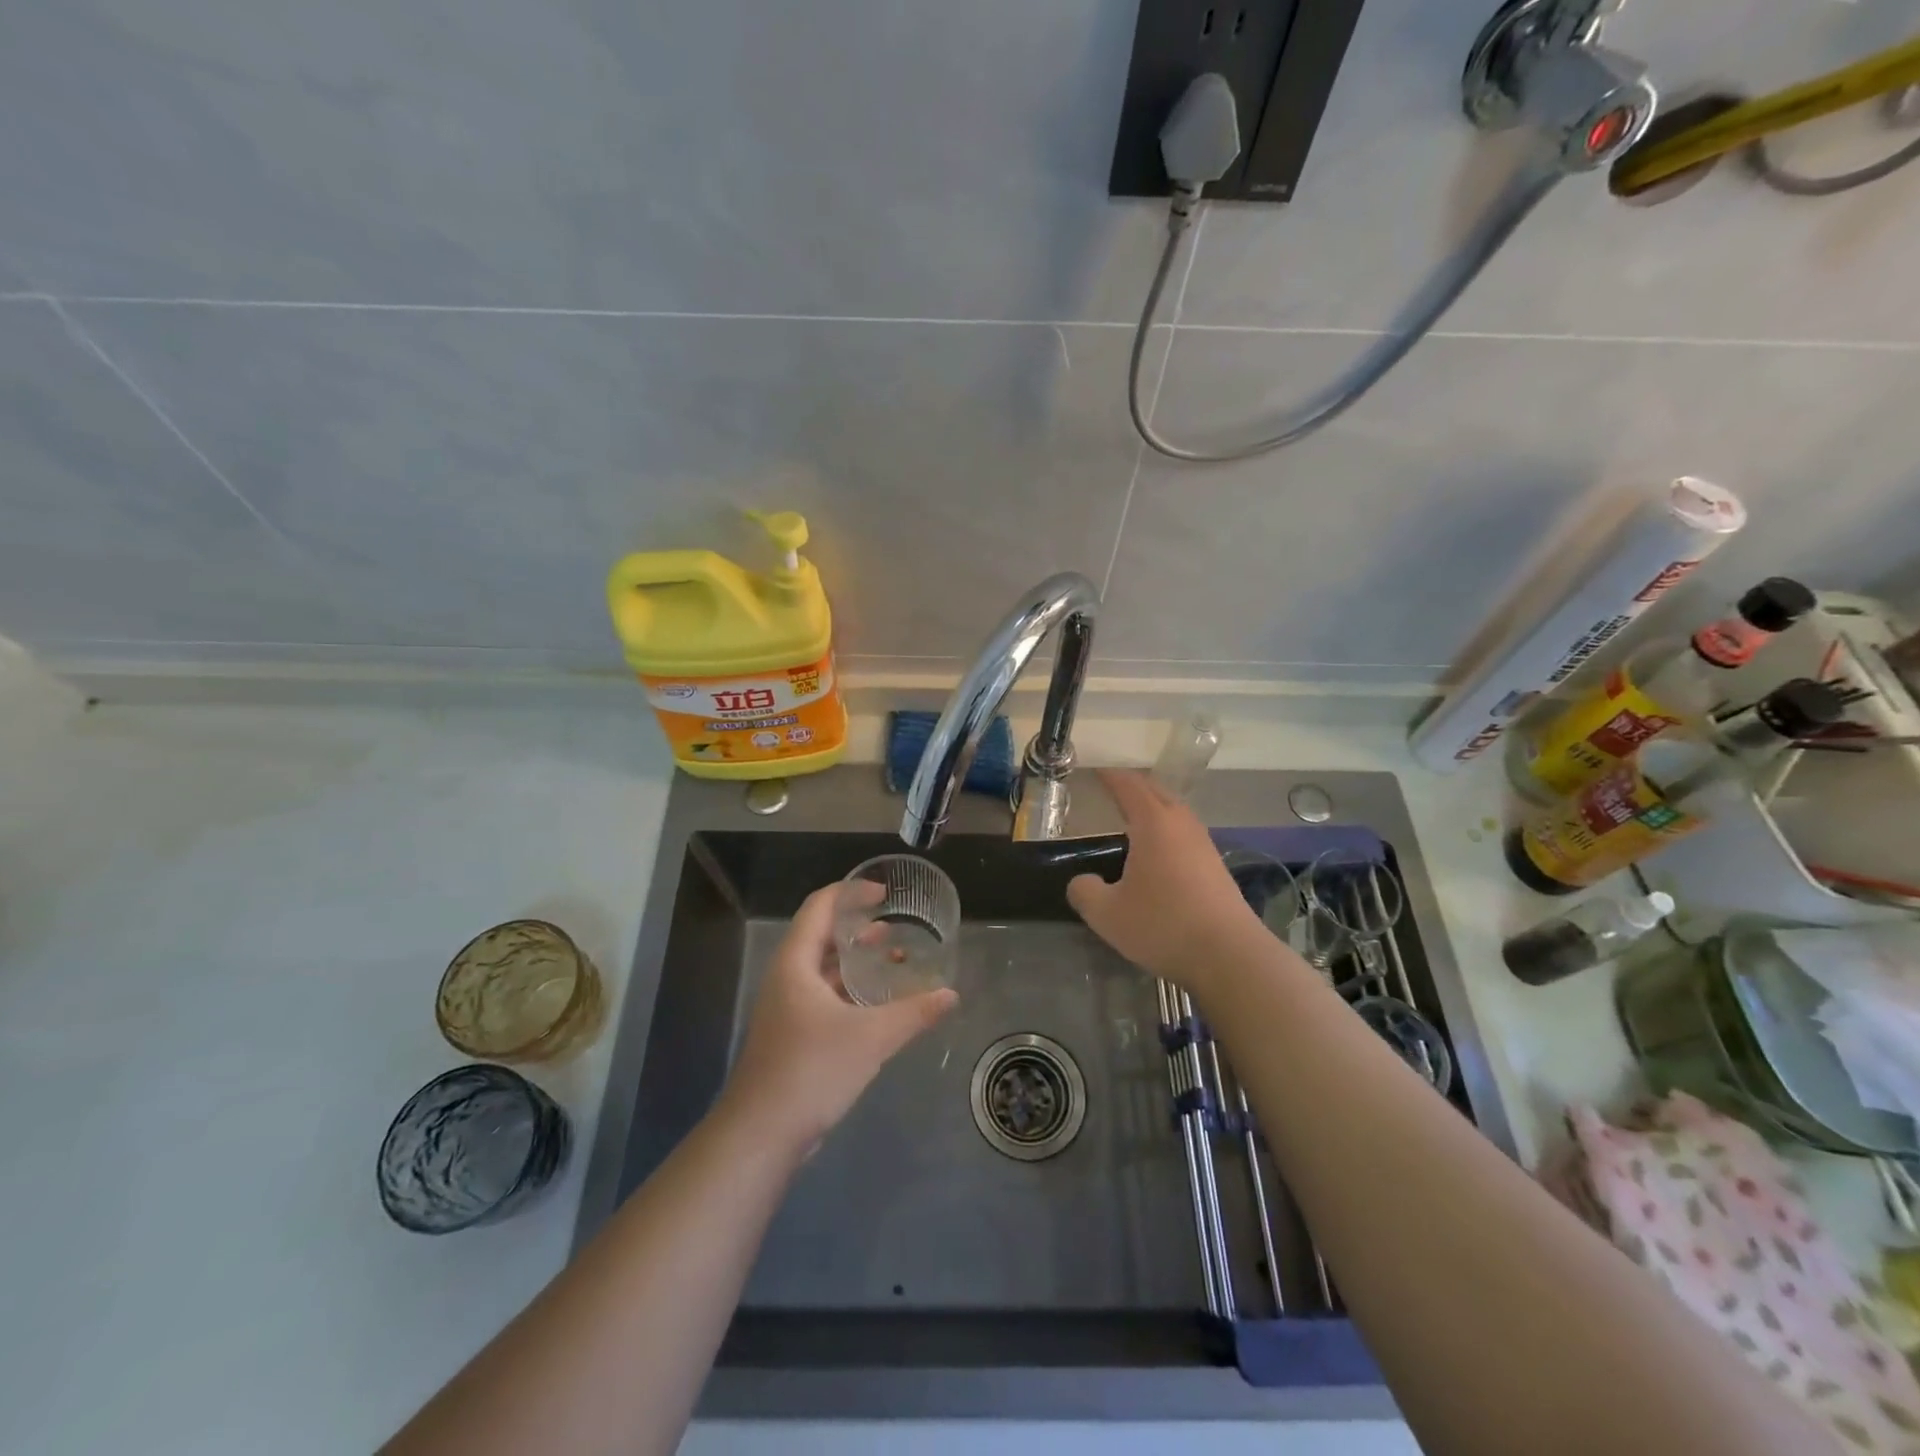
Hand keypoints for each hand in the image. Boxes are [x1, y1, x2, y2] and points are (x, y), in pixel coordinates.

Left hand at [721, 882, 957, 1153]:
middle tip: (894, 924)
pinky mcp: (792, 1034)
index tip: (884, 892)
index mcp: (796, 963)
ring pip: (824, 969)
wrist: (761, 1134)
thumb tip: (951, 995)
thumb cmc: (811, 1070)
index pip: (820, 907)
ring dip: (856, 960)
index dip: (850, 891)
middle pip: (821, 935)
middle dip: (858, 926)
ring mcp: (787, 1008)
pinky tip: (878, 1004)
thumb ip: (913, 1013)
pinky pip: (824, 996)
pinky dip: (851, 989)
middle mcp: (787, 978)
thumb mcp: (871, 1038)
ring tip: (894, 958)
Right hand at [1066, 769, 1268, 993]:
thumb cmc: (1163, 925)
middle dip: (1132, 785)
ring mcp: (1204, 844)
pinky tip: (1157, 852)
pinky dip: (1166, 830)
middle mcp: (1181, 824)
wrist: (1230, 956)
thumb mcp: (1107, 914)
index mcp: (1154, 823)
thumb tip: (1081, 883)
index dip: (1109, 774)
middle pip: (1156, 791)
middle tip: (1109, 788)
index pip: (1128, 785)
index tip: (1093, 768)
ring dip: (1153, 807)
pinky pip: (1184, 834)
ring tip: (1131, 817)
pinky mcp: (1215, 867)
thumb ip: (1085, 892)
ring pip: (1174, 812)